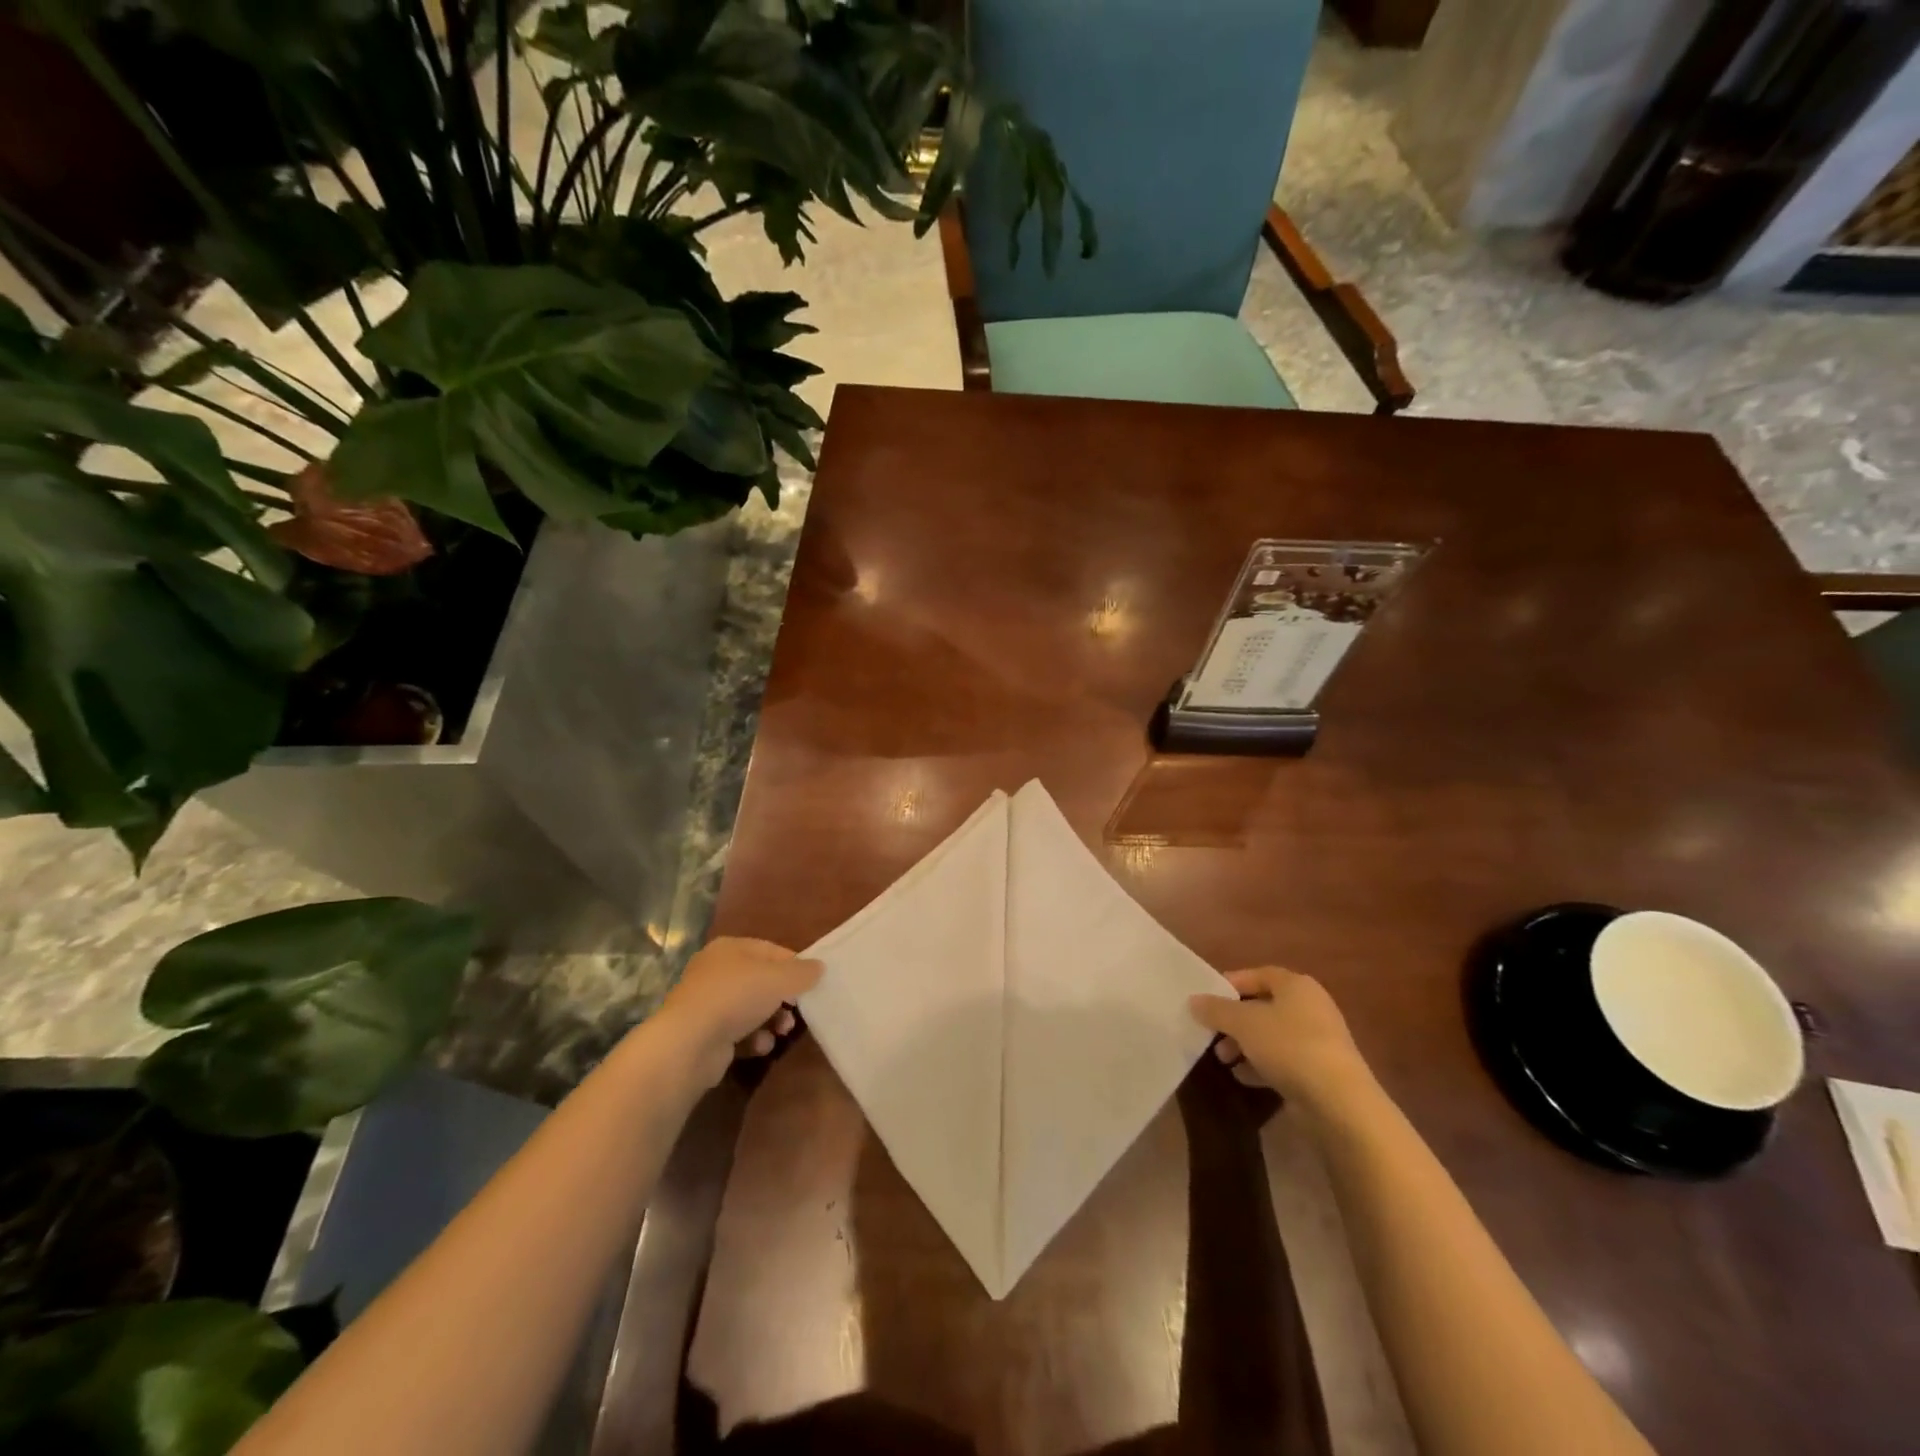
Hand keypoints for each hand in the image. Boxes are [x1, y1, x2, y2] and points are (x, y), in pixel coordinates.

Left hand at [658, 937, 821, 1086]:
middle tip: (797, 1012)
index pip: (771, 951)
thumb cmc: (737, 996)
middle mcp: (716, 971)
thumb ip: (802, 972)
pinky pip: (738, 1032)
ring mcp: (708, 1003)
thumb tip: (819, 967)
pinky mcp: (705, 1033)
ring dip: (772, 1021)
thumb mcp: (779, 978)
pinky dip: (753, 1039)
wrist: (689, 1043)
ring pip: (751, 1009)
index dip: (794, 966)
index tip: (811, 984)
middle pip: (762, 981)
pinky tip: (759, 1046)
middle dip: (784, 999)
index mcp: (730, 948)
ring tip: (782, 1032)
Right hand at [1189, 967, 1371, 1110]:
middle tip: (1212, 1034)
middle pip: (1263, 1007)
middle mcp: (1311, 1008)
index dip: (1230, 984)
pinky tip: (1243, 1077)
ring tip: (1223, 1060)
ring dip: (1244, 1045)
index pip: (1258, 974)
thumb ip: (1216, 1009)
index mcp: (1297, 986)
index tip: (1207, 999)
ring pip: (1271, 1036)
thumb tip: (1194, 1000)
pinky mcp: (1320, 1071)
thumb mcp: (1243, 1023)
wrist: (1339, 1103)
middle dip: (1233, 1021)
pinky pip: (1283, 1061)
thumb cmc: (1289, 1046)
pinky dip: (1261, 1066)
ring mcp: (1318, 1041)